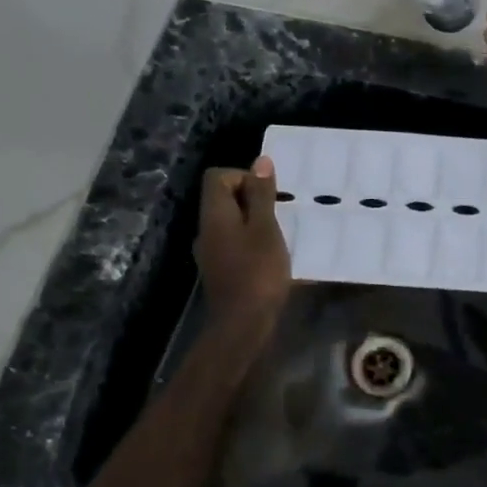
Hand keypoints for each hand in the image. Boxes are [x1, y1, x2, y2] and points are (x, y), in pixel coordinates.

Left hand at [195, 157, 291, 340]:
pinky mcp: (221, 270)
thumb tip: (260, 161)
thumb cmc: (258, 272)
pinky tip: (272, 256)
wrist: (242, 325)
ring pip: (232, 222)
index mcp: (214, 214)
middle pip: (224, 198)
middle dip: (254, 199)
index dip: (244, 176)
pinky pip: (235, 243)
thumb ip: (262, 195)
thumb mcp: (266, 229)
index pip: (217, 177)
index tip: (269, 195)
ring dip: (255, 222)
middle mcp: (206, 229)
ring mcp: (211, 251)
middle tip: (280, 214)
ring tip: (281, 234)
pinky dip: (253, 242)